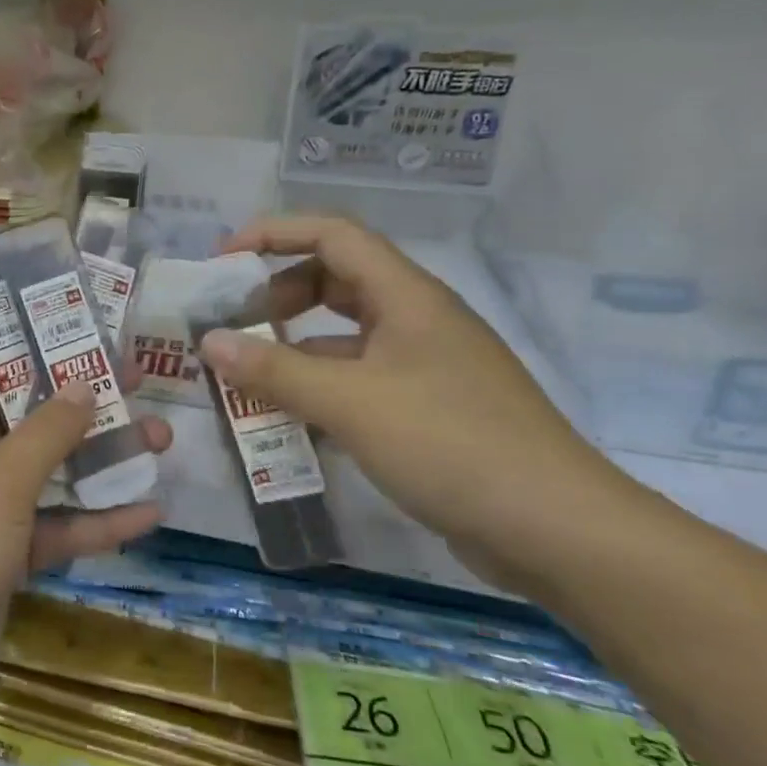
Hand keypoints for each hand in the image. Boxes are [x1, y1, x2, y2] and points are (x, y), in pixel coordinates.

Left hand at [0, 359, 167, 729]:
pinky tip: (148, 512)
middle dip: (82, 403)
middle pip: (28, 418)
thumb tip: (82, 383)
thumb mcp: (0, 482)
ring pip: (50, 473)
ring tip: (161, 439)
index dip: (27, 345)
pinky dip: (95, 521)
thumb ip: (46, 432)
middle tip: (137, 380)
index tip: (79, 331)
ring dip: (101, 460)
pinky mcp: (7, 556)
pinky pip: (55, 527)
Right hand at [200, 214, 623, 586]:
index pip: (333, 235)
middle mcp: (415, 321)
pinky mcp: (426, 410)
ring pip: (342, 337)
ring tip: (243, 376)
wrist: (558, 531)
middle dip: (276, 295)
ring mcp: (423, 367)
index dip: (274, 233)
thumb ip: (273, 371)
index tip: (222, 260)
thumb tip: (208, 341)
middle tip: (231, 325)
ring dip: (292, 349)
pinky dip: (317, 389)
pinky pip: (356, 381)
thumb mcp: (349, 403)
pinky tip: (286, 420)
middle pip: (334, 281)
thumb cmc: (450, 444)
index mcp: (406, 297)